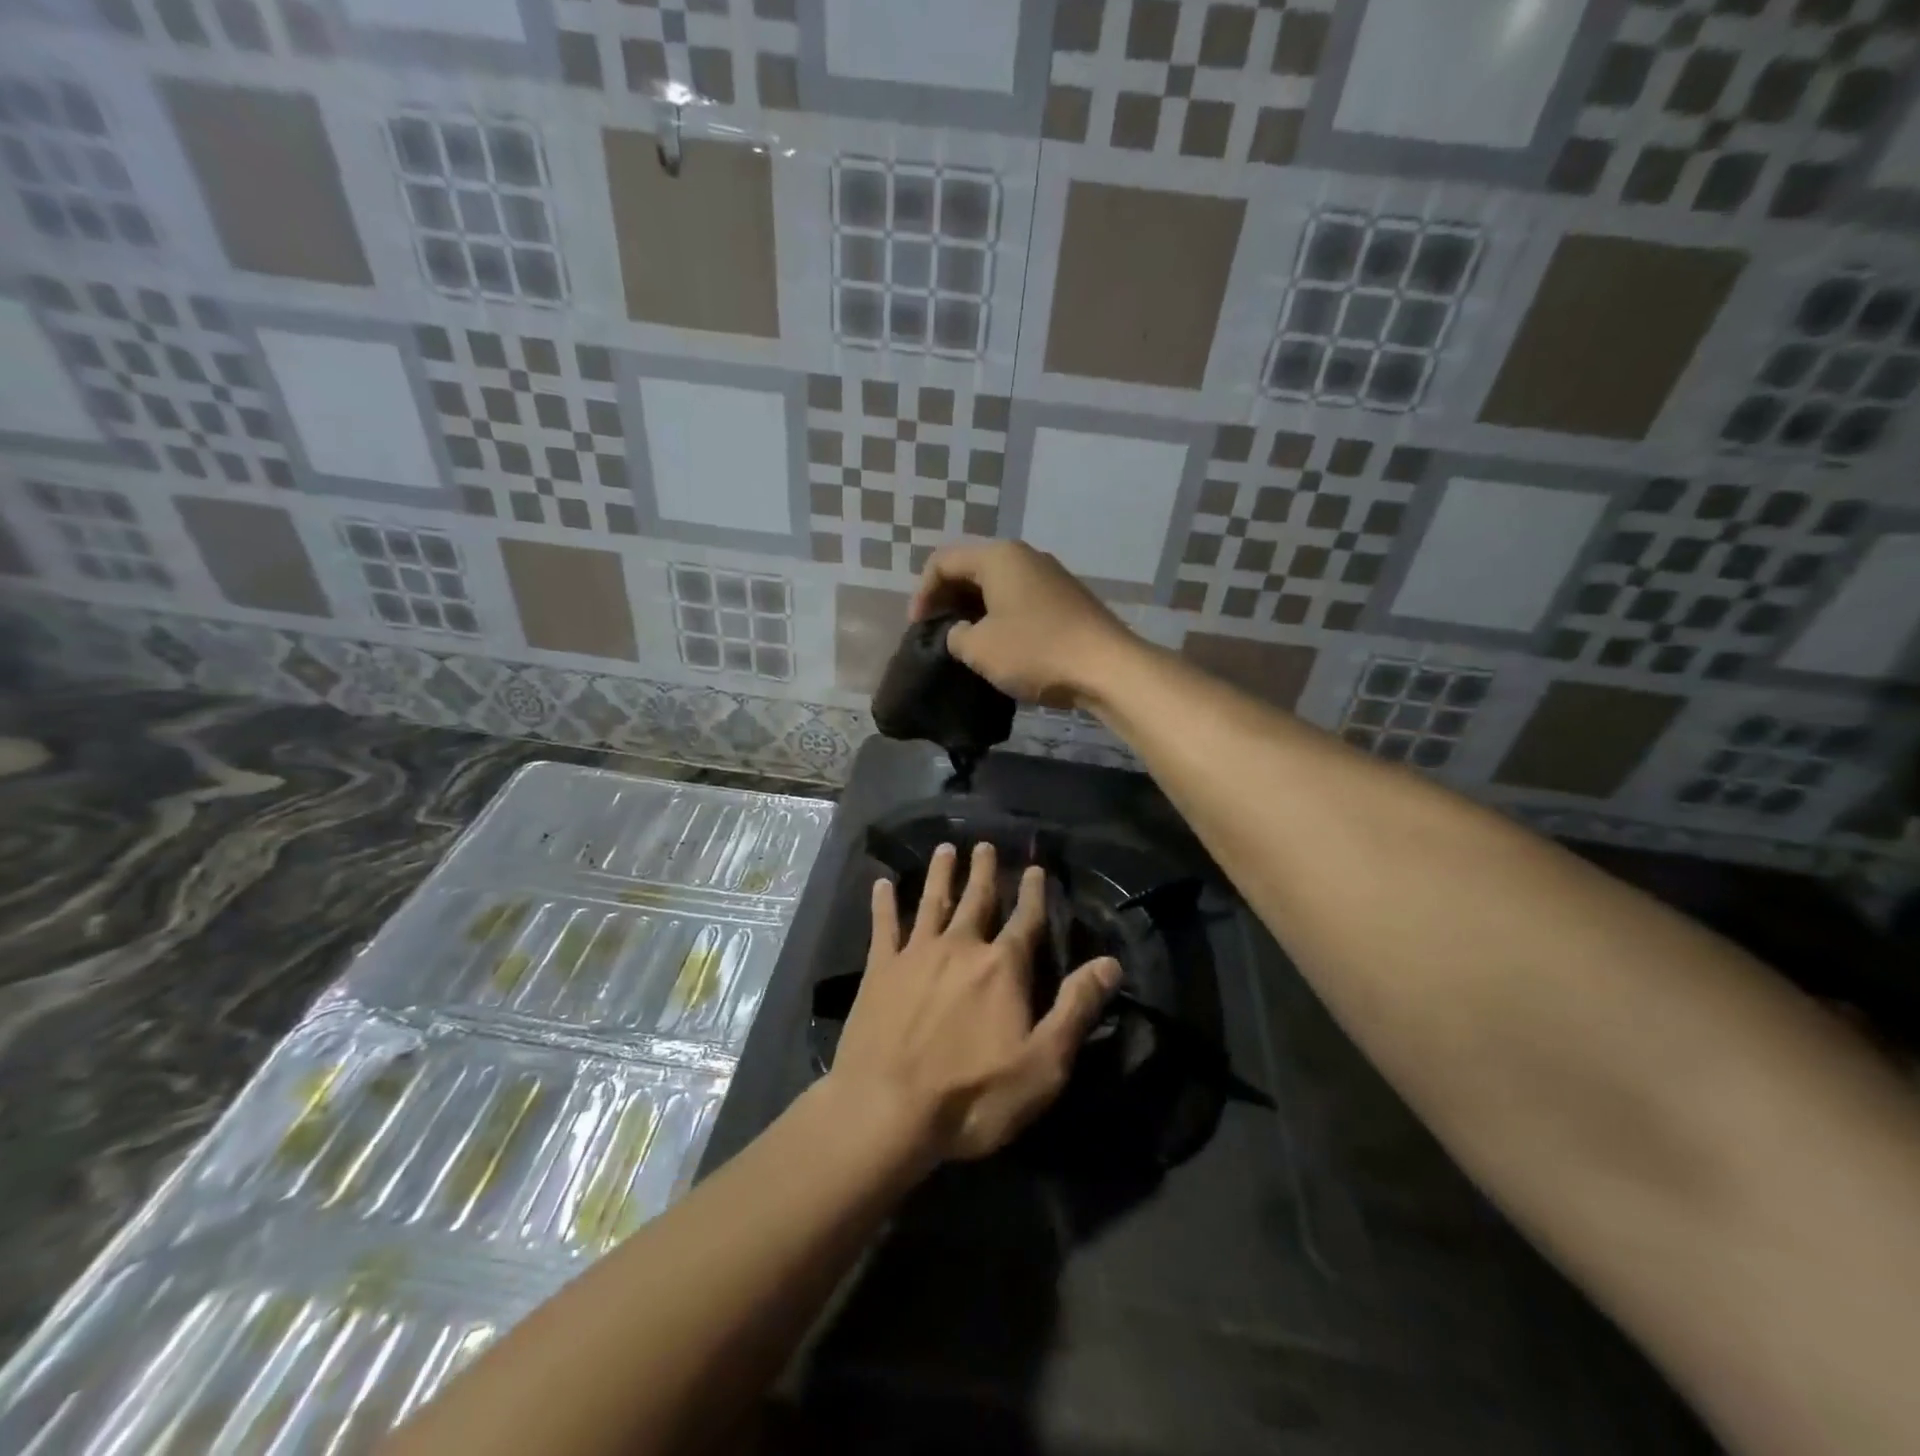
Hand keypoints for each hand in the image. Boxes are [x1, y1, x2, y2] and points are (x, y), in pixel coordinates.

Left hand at [829, 841, 1120, 1162]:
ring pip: (931, 903)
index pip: (1025, 921)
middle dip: (983, 872)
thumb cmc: (973, 1095)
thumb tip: (1110, 963)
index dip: (1033, 894)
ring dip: (940, 875)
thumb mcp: (1043, 1064)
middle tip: (984, 844)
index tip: (1035, 868)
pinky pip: (883, 927)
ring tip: (944, 849)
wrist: (887, 1109)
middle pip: (975, 900)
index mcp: (1002, 968)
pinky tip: (881, 884)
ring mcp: (915, 955)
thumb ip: (1076, 1008)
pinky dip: (883, 904)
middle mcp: (960, 948)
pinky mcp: (879, 971)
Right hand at [911, 542, 1134, 705]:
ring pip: (998, 585)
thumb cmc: (1035, 651)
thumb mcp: (980, 649)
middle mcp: (1025, 557)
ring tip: (964, 640)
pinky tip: (999, 644)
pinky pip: (1020, 599)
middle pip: (972, 568)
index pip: (943, 561)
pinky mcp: (1066, 600)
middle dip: (948, 598)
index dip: (922, 592)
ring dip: (974, 609)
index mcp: (998, 557)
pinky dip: (1000, 616)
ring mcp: (1050, 577)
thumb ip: (956, 636)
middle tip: (936, 630)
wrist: (1106, 667)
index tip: (917, 627)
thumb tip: (960, 633)